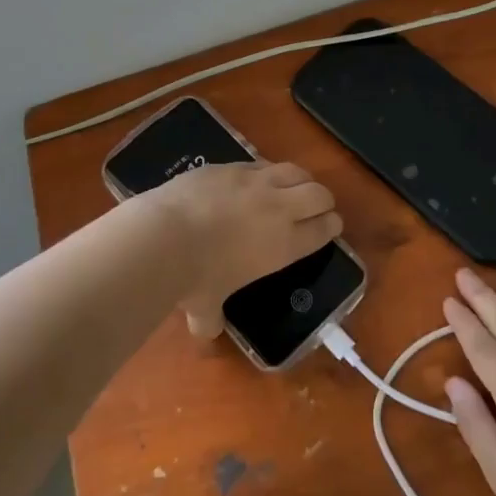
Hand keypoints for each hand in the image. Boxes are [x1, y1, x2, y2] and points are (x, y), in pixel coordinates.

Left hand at [141, 161, 341, 336]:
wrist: (164, 236)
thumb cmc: (194, 279)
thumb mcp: (206, 307)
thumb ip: (211, 318)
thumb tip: (206, 331)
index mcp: (284, 245)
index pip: (323, 230)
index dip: (331, 227)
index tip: (331, 226)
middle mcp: (278, 209)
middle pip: (319, 194)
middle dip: (323, 200)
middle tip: (318, 207)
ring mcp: (255, 182)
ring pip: (294, 171)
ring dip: (300, 179)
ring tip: (295, 185)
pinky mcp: (230, 165)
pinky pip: (260, 163)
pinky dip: (266, 171)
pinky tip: (256, 178)